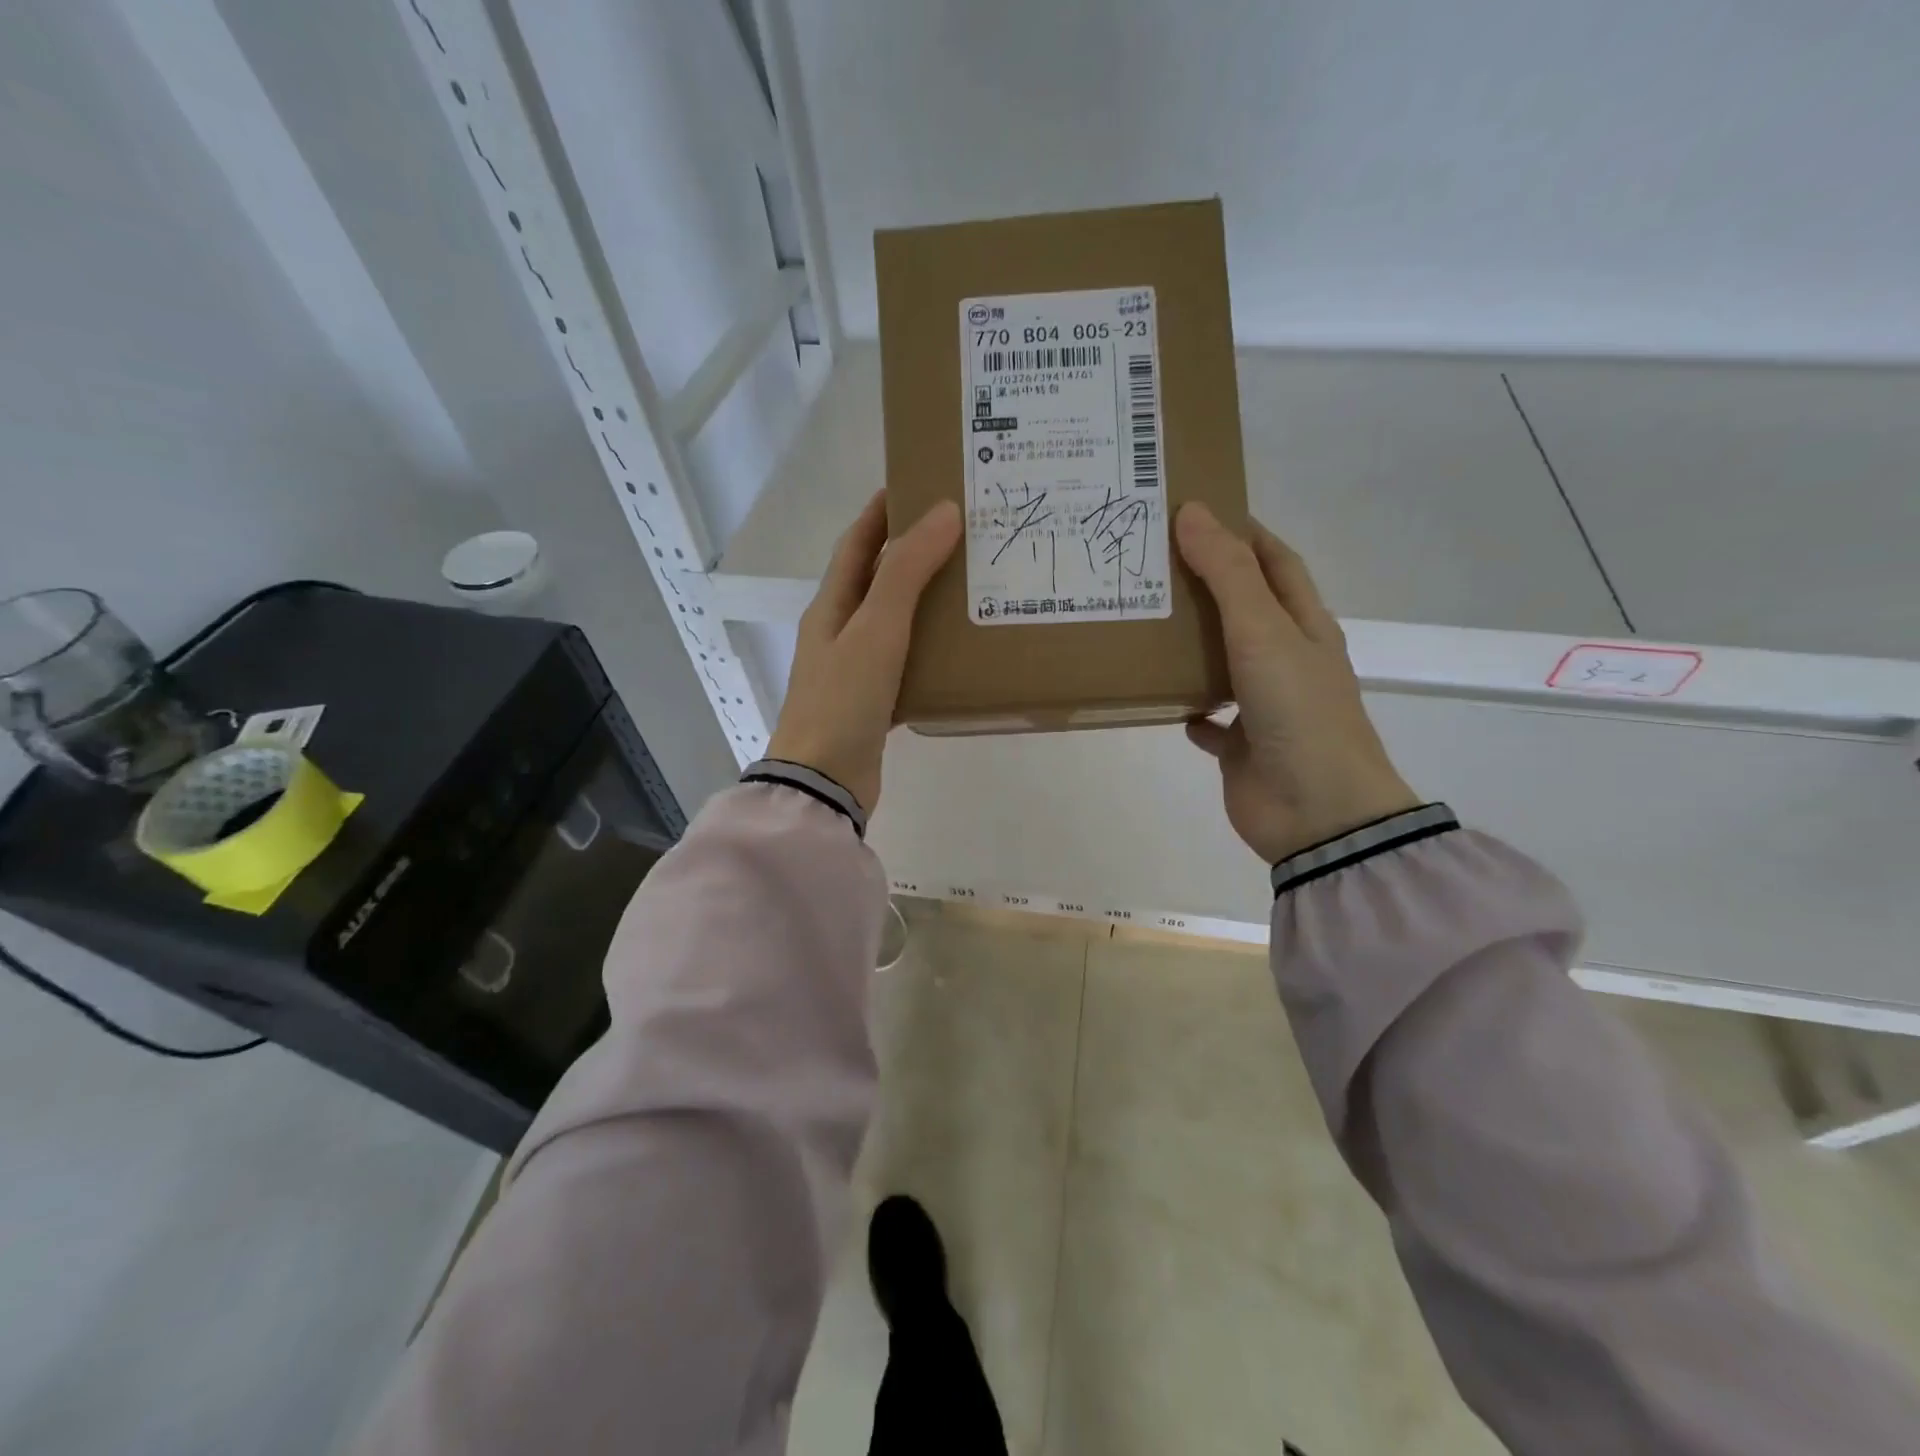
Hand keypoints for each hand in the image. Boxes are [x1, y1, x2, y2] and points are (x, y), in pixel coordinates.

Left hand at [767, 492, 961, 814]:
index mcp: (831, 607)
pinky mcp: (873, 703)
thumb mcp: (876, 629)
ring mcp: (854, 670)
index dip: (882, 512)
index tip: (918, 484)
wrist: (823, 782)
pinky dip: (929, 651)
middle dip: (912, 553)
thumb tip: (944, 512)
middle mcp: (839, 632)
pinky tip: (961, 652)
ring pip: (894, 623)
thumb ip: (907, 572)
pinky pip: (905, 664)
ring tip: (972, 586)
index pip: (857, 544)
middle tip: (963, 535)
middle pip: (877, 580)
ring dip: (925, 602)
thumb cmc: (844, 699)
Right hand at [1175, 503, 1418, 863]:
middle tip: (1150, 564)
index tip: (1195, 512)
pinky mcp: (1241, 746)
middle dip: (1205, 584)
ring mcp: (1264, 705)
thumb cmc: (1298, 712)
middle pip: (1244, 608)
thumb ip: (1227, 575)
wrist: (1317, 813)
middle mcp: (1286, 660)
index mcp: (1303, 626)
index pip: (1275, 562)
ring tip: (1142, 622)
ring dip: (1190, 644)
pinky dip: (1187, 707)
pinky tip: (1158, 698)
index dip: (1243, 532)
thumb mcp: (1263, 632)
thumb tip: (1192, 512)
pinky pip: (1209, 719)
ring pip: (1222, 662)